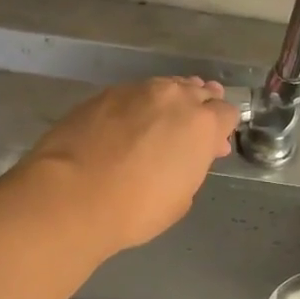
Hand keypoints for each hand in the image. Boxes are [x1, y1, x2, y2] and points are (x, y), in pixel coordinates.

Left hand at [17, 77, 240, 253]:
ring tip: (158, 125)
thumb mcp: (181, 197)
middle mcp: (173, 97)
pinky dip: (136, 108)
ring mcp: (135, 91)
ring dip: (168, 104)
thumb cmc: (136, 209)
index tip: (213, 146)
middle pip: (197, 92)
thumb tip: (189, 154)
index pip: (226, 113)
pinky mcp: (102, 94)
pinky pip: (132, 95)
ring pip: (164, 88)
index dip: (222, 130)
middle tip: (189, 133)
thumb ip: (192, 166)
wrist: (72, 197)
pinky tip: (125, 127)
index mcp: (201, 124)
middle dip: (199, 109)